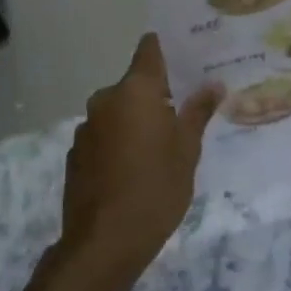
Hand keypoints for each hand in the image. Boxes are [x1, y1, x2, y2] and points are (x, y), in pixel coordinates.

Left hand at [60, 35, 222, 282]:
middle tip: (185, 113)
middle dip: (158, 94)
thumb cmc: (156, 188)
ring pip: (119, 110)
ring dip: (137, 119)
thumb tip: (213, 84)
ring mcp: (86, 126)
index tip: (190, 58)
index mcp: (135, 90)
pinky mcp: (76, 153)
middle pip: (135, 83)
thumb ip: (198, 112)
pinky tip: (134, 169)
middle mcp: (106, 99)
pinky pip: (105, 134)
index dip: (169, 50)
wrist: (104, 242)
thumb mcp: (187, 150)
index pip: (150, 48)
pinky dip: (120, 141)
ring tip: (161, 147)